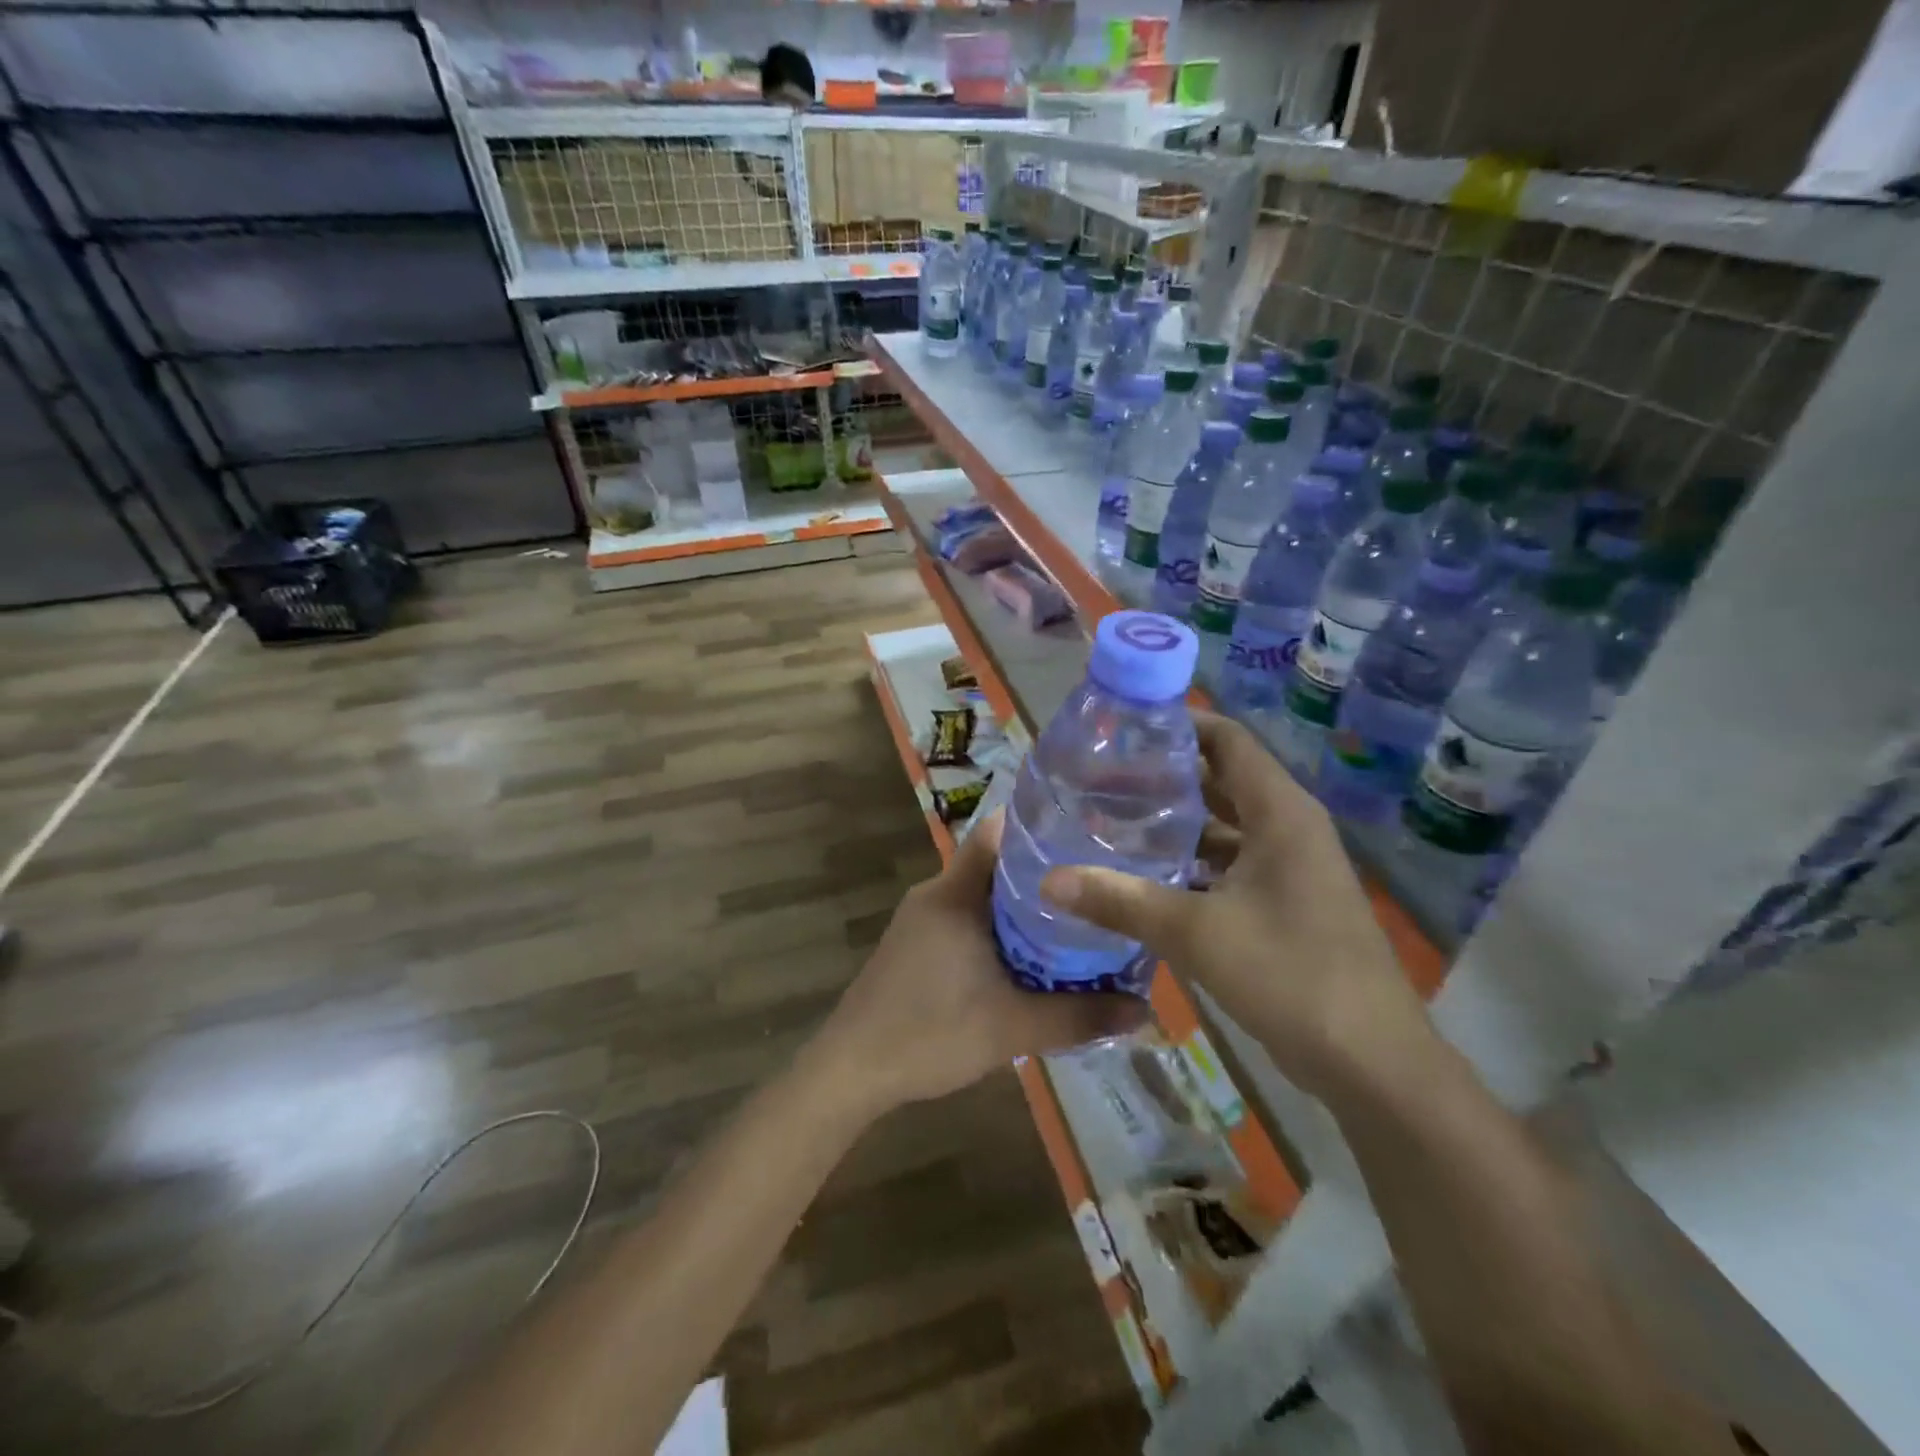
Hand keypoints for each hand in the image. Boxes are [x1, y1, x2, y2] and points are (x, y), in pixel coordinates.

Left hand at [812, 810, 1148, 1114]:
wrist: (851, 1071)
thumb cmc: (930, 1034)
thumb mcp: (1013, 1027)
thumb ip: (1080, 1016)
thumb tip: (1146, 1011)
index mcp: (955, 893)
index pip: (997, 832)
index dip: (1039, 827)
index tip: (1085, 835)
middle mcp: (936, 894)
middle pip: (995, 864)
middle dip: (1043, 873)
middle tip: (1095, 884)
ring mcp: (920, 919)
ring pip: (981, 895)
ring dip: (1021, 905)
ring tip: (1073, 919)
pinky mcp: (914, 943)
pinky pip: (965, 918)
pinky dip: (997, 927)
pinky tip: (1027, 955)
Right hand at [1039, 713, 1430, 1098]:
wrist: (1371, 1062)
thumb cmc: (1290, 975)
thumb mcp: (1196, 933)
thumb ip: (1120, 901)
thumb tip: (1049, 880)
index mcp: (1280, 812)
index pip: (1227, 740)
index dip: (1178, 726)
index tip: (1122, 731)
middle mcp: (1288, 828)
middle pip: (1221, 780)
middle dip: (1164, 776)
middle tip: (1102, 779)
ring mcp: (1290, 868)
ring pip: (1225, 826)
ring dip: (1176, 823)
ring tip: (1113, 822)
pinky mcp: (1286, 903)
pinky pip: (1232, 864)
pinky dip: (1193, 863)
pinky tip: (1146, 876)